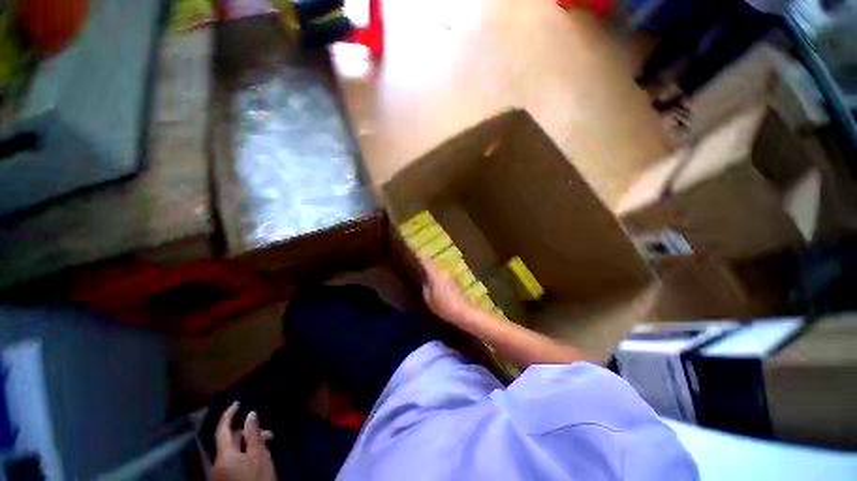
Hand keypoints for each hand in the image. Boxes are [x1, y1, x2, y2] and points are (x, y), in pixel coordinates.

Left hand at [211, 402, 275, 480]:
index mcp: (222, 455)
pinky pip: (231, 460)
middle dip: (247, 434)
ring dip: (248, 444)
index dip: (229, 414)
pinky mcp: (223, 479)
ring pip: (232, 451)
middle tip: (267, 432)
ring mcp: (218, 473)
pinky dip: (243, 454)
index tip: (238, 403)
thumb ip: (253, 433)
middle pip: (229, 441)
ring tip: (266, 444)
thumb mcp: (259, 454)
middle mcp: (216, 463)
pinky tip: (257, 455)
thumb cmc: (258, 477)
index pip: (222, 429)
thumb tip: (250, 414)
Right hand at [420, 256, 476, 324]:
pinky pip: (442, 273)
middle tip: (416, 259)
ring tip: (424, 269)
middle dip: (425, 259)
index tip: (413, 249)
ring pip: (437, 267)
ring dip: (431, 266)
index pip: (425, 261)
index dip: (419, 255)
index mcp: (435, 274)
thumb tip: (425, 279)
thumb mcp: (429, 299)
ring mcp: (450, 275)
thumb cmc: (444, 307)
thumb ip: (425, 287)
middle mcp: (443, 271)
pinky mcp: (455, 280)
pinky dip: (437, 273)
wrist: (465, 311)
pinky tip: (435, 279)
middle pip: (432, 262)